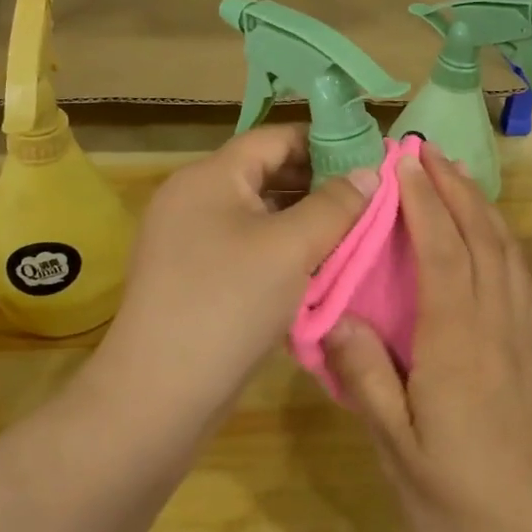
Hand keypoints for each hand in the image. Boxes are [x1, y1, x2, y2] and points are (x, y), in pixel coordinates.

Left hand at [99, 125, 375, 418]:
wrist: (160, 392)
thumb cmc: (228, 302)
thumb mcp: (291, 247)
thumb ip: (335, 204)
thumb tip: (370, 172)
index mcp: (210, 176)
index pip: (275, 138)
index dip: (325, 142)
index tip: (371, 160)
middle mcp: (194, 198)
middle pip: (266, 175)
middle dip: (319, 185)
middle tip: (370, 201)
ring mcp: (189, 240)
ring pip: (259, 215)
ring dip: (304, 222)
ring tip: (352, 234)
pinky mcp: (194, 277)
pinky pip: (247, 248)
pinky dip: (282, 251)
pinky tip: (316, 269)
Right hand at [324, 144, 531, 531]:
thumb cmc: (457, 502)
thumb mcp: (397, 449)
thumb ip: (367, 377)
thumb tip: (338, 314)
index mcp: (459, 343)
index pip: (443, 252)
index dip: (423, 202)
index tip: (403, 163)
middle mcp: (497, 325)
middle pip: (481, 238)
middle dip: (454, 188)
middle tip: (428, 151)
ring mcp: (524, 336)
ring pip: (507, 252)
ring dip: (481, 206)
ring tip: (456, 177)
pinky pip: (520, 277)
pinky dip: (503, 240)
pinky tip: (490, 236)